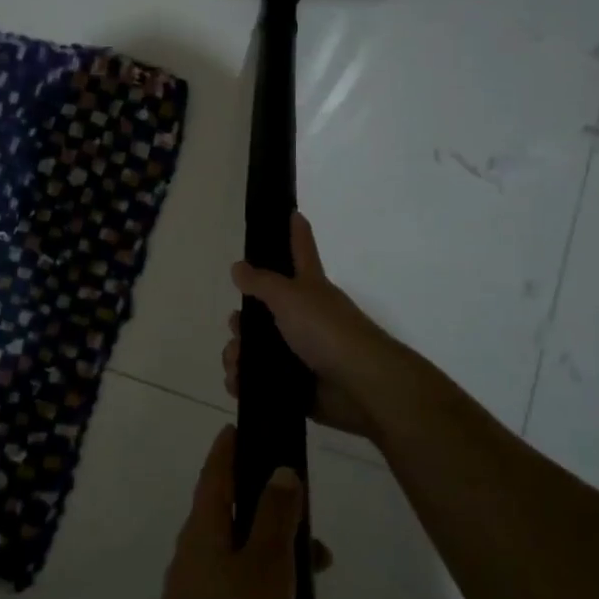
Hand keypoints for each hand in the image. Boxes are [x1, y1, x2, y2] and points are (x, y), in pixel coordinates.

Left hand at [135, 425, 306, 598]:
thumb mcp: (266, 570)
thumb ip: (274, 516)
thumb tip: (278, 468)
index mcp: (204, 531)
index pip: (215, 473)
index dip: (230, 447)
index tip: (244, 426)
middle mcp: (198, 559)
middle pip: (244, 527)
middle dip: (288, 537)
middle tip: (322, 552)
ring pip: (259, 579)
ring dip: (299, 596)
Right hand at [222, 213, 404, 441]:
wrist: (361, 386)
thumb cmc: (328, 331)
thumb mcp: (290, 297)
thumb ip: (261, 282)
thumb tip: (238, 267)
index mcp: (308, 287)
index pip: (300, 250)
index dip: (295, 232)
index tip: (293, 212)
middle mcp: (304, 317)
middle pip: (264, 309)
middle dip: (242, 319)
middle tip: (237, 327)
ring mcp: (300, 352)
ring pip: (257, 347)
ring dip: (238, 354)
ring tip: (236, 363)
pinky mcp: (296, 385)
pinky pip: (261, 380)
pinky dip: (245, 382)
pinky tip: (238, 382)